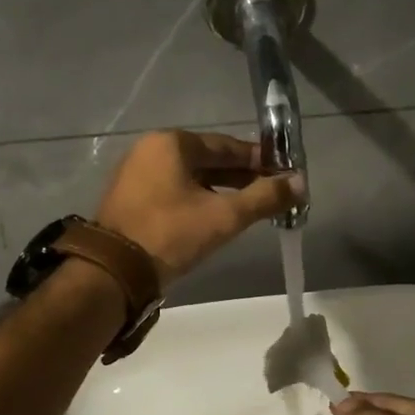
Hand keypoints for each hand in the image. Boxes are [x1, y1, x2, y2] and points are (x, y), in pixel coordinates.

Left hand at [96, 130, 298, 286]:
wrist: (114, 271)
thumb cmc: (171, 234)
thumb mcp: (224, 217)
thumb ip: (264, 198)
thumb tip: (300, 183)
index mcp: (171, 143)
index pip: (226, 146)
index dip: (259, 160)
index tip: (283, 173)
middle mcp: (150, 150)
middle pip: (208, 160)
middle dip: (241, 177)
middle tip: (270, 194)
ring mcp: (136, 175)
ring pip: (190, 178)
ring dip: (220, 191)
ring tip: (248, 209)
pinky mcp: (130, 199)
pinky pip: (173, 191)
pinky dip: (197, 200)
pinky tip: (215, 218)